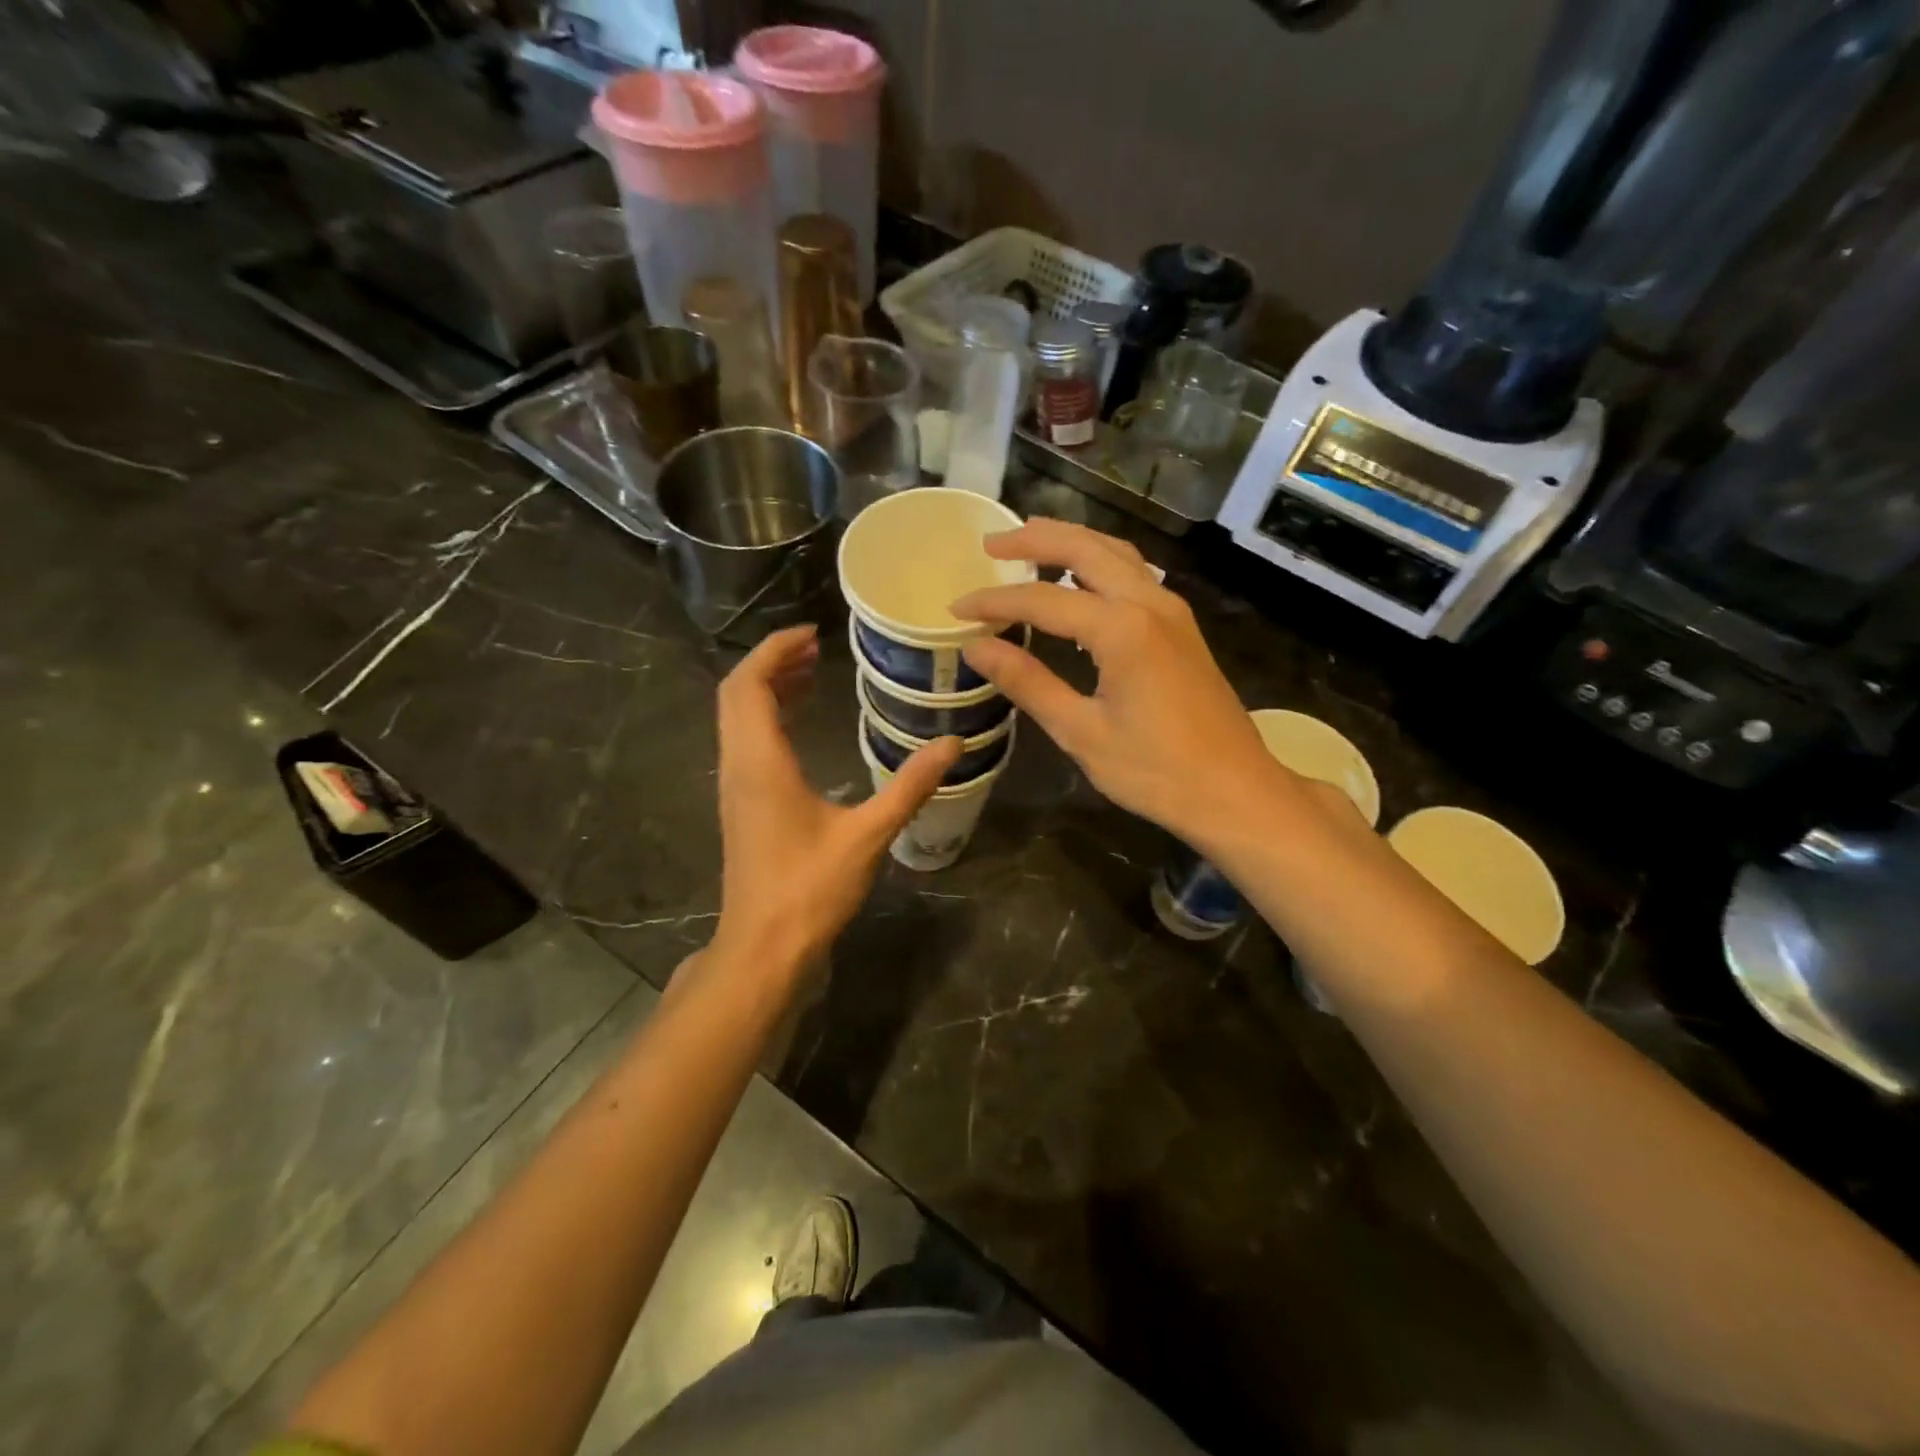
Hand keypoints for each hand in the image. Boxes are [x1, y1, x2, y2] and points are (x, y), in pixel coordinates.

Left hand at [712, 626, 960, 969]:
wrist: (764, 947)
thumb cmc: (810, 890)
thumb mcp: (867, 835)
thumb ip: (910, 786)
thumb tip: (953, 744)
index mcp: (760, 763)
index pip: (750, 685)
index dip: (775, 650)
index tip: (812, 633)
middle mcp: (738, 766)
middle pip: (736, 695)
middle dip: (772, 663)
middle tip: (816, 648)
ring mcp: (735, 787)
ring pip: (738, 719)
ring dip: (768, 689)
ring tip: (810, 672)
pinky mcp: (742, 806)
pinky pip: (745, 742)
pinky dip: (768, 718)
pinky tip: (800, 726)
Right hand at [952, 520, 1278, 845]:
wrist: (1235, 790)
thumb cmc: (1156, 771)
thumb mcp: (1081, 732)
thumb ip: (1028, 683)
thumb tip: (977, 648)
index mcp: (1122, 629)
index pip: (1042, 599)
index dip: (994, 602)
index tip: (956, 609)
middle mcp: (1149, 603)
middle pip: (1084, 548)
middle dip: (1034, 539)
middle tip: (990, 545)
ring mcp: (1171, 610)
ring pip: (1115, 552)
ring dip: (1069, 542)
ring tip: (1028, 545)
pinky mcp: (1181, 626)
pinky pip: (1133, 573)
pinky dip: (1097, 562)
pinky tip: (1077, 582)